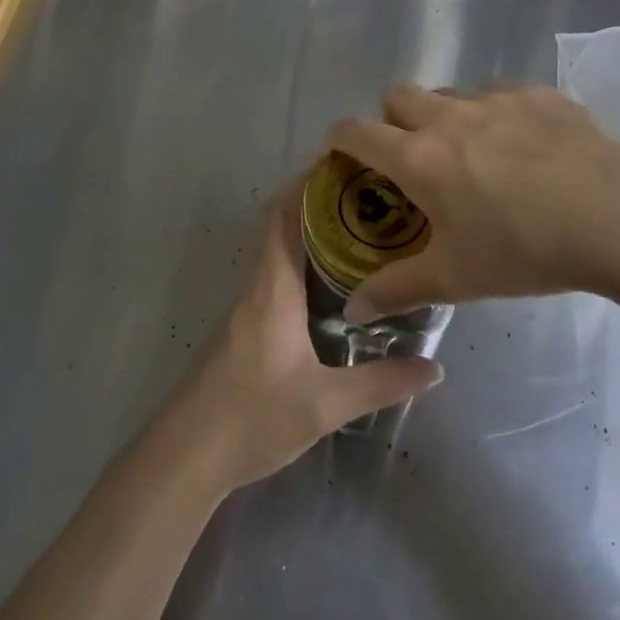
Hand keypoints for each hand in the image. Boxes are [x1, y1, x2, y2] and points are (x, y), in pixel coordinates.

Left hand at [161, 184, 442, 491]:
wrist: (186, 456)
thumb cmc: (253, 418)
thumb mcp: (324, 404)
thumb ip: (380, 383)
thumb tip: (434, 366)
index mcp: (272, 290)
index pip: (284, 218)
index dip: (306, 185)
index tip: (341, 164)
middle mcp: (257, 288)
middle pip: (281, 227)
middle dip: (317, 204)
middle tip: (365, 196)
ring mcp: (246, 309)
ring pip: (278, 253)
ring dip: (309, 234)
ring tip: (358, 232)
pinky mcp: (244, 331)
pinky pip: (275, 278)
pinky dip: (301, 264)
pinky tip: (331, 286)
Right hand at [328, 83, 619, 317]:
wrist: (618, 216)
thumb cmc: (526, 250)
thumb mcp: (456, 278)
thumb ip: (397, 290)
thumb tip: (352, 310)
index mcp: (418, 157)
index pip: (354, 131)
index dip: (338, 139)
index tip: (343, 156)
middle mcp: (447, 116)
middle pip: (396, 95)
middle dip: (391, 120)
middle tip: (413, 159)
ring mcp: (493, 98)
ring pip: (447, 91)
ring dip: (443, 114)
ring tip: (472, 153)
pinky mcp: (536, 93)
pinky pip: (498, 91)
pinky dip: (494, 111)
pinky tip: (522, 144)